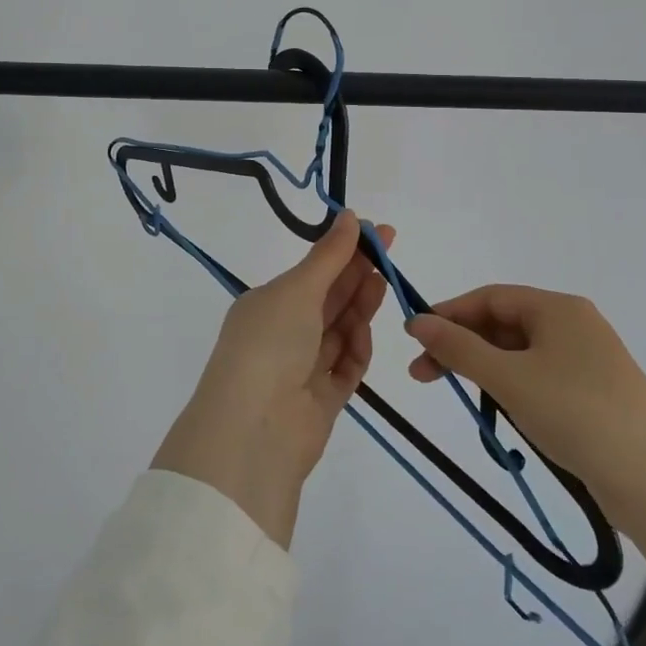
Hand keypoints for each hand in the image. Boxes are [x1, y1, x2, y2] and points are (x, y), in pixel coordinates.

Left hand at [152, 211, 392, 547]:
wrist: (255, 430)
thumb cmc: (270, 344)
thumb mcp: (298, 290)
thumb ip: (329, 256)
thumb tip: (349, 215)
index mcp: (267, 305)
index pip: (312, 272)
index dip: (344, 251)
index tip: (377, 232)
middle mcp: (282, 334)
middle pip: (328, 300)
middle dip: (357, 275)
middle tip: (389, 253)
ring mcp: (301, 369)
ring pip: (339, 331)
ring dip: (359, 309)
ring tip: (384, 286)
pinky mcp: (321, 400)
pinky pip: (345, 367)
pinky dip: (356, 350)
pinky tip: (364, 335)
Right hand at [405, 284, 645, 630]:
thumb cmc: (575, 413)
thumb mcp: (508, 378)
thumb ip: (459, 348)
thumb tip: (416, 321)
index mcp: (558, 308)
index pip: (489, 297)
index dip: (448, 313)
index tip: (413, 338)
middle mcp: (575, 324)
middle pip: (503, 324)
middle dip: (461, 345)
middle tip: (423, 375)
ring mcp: (588, 360)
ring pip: (520, 353)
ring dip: (483, 368)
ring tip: (457, 394)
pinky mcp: (596, 393)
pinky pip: (540, 376)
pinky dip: (511, 386)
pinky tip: (499, 409)